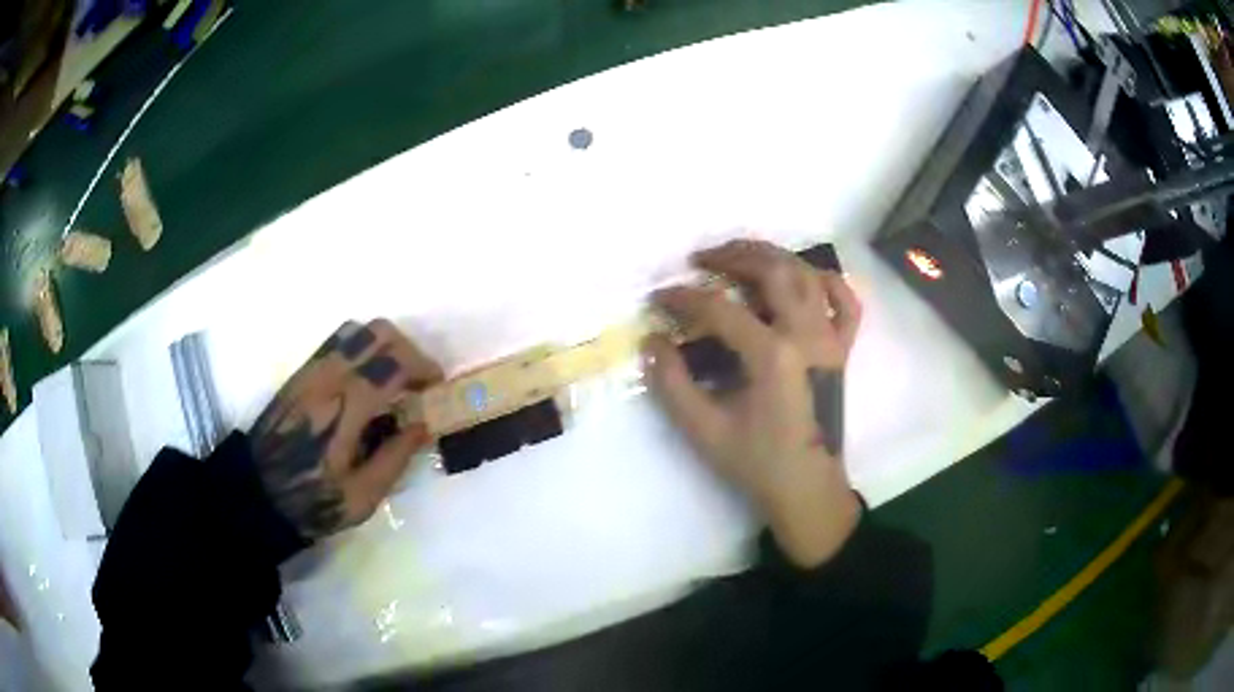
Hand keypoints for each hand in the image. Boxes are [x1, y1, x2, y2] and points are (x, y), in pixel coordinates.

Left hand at [250, 320, 442, 539]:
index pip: (395, 363)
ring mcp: (312, 370)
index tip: (436, 389)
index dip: (425, 368)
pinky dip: (361, 349)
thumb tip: (423, 425)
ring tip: (392, 379)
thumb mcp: (363, 496)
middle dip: (408, 351)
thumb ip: (396, 457)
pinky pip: (337, 342)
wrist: (258, 491)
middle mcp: (331, 377)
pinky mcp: (301, 373)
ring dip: (384, 346)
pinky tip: (364, 381)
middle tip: (417, 383)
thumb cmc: (313, 499)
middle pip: (380, 333)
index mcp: (348, 407)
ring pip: (358, 330)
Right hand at [643, 240, 862, 567]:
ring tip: (742, 254)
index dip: (684, 298)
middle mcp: (807, 335)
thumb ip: (672, 382)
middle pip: (772, 271)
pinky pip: (845, 301)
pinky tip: (804, 277)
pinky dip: (827, 280)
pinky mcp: (843, 349)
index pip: (720, 308)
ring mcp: (830, 339)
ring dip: (773, 256)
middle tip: (701, 259)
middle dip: (732, 256)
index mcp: (772, 355)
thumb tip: (653, 340)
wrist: (806, 486)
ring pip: (807, 274)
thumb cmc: (756, 461)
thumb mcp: (703, 428)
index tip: (658, 298)